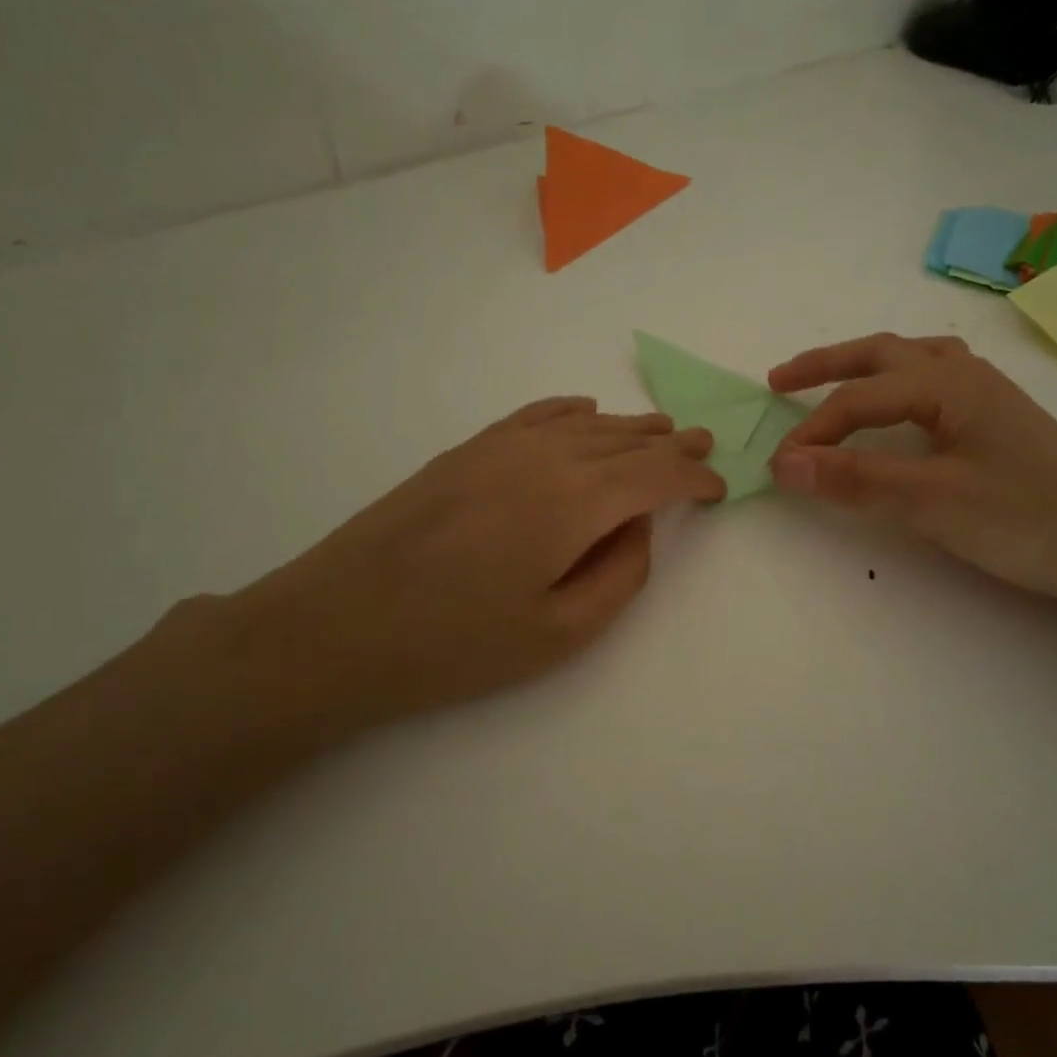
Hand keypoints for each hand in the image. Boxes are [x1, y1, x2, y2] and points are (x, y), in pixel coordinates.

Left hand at [212, 398, 723, 730]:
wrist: (337, 625)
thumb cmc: (456, 644)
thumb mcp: (560, 632)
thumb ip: (619, 574)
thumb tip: (638, 526)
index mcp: (577, 502)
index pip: (656, 475)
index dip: (695, 478)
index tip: (719, 487)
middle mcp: (545, 458)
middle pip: (625, 441)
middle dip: (670, 444)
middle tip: (703, 443)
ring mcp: (500, 448)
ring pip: (584, 424)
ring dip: (628, 427)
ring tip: (660, 430)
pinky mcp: (466, 451)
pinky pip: (534, 416)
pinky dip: (570, 412)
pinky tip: (584, 413)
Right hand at [767, 334, 1056, 614]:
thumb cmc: (1028, 520)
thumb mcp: (932, 501)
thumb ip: (856, 478)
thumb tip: (783, 461)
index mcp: (948, 383)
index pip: (858, 400)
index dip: (811, 431)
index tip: (775, 467)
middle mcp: (966, 376)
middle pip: (882, 355)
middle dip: (826, 366)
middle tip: (779, 382)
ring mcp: (988, 397)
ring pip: (913, 362)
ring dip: (865, 369)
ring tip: (834, 385)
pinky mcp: (1001, 423)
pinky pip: (936, 383)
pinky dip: (900, 386)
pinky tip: (901, 411)